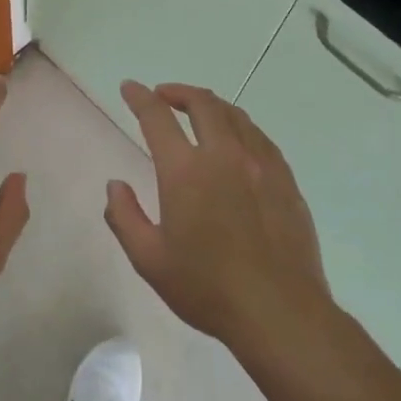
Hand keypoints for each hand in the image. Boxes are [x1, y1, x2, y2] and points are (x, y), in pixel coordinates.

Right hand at [105, 80, 335, 359]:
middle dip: (179, 92)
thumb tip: (115, 186)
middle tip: (163, 96)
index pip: (157, 117)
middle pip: (203, 104)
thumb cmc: (206, 287)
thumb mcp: (149, 259)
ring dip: (211, 105)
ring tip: (199, 112)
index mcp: (185, 171)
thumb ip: (125, 216)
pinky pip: (260, 138)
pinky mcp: (285, 181)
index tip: (130, 88)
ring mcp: (260, 165)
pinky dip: (240, 127)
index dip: (140, 98)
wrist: (279, 312)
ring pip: (236, 116)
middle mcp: (224, 156)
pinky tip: (237, 141)